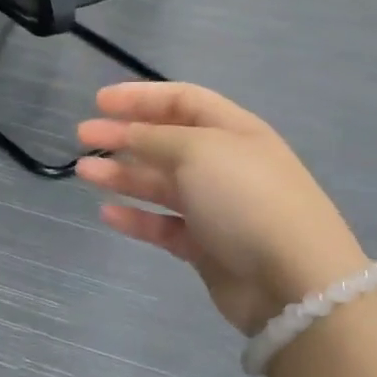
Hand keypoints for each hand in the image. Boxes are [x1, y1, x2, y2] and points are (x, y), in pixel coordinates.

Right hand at [77, 84, 366, 334]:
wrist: (293, 280)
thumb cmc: (245, 198)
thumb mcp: (197, 151)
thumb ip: (154, 138)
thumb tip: (127, 133)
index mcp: (233, 131)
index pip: (182, 100)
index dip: (140, 97)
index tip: (99, 102)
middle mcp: (224, 164)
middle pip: (165, 141)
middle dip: (123, 135)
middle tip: (83, 135)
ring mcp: (216, 206)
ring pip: (159, 183)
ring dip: (122, 174)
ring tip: (83, 172)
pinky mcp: (206, 245)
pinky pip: (163, 224)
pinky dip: (135, 218)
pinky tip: (107, 214)